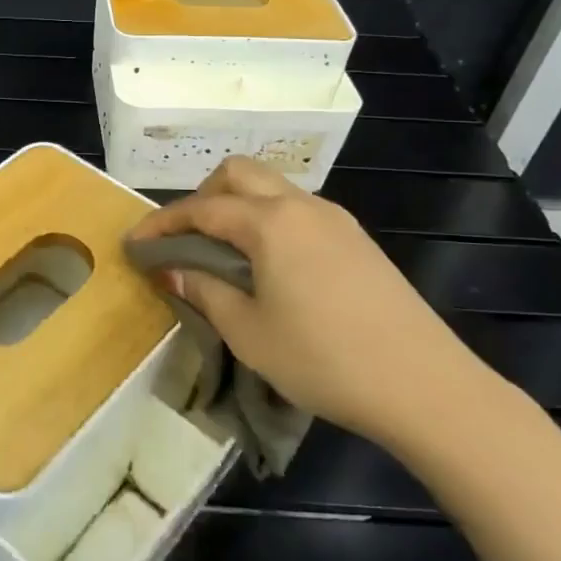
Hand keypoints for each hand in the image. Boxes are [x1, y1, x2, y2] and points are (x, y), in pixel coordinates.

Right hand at [127, 156, 494, 448]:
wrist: (426, 386)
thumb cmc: (323, 359)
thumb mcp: (248, 332)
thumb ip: (205, 291)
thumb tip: (172, 268)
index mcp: (270, 222)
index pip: (201, 208)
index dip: (162, 222)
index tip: (135, 242)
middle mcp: (302, 206)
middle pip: (239, 174)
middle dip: (202, 196)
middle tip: (185, 238)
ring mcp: (336, 220)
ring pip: (272, 188)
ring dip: (237, 206)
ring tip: (222, 252)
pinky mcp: (357, 240)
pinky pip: (298, 211)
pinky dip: (268, 221)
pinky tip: (269, 265)